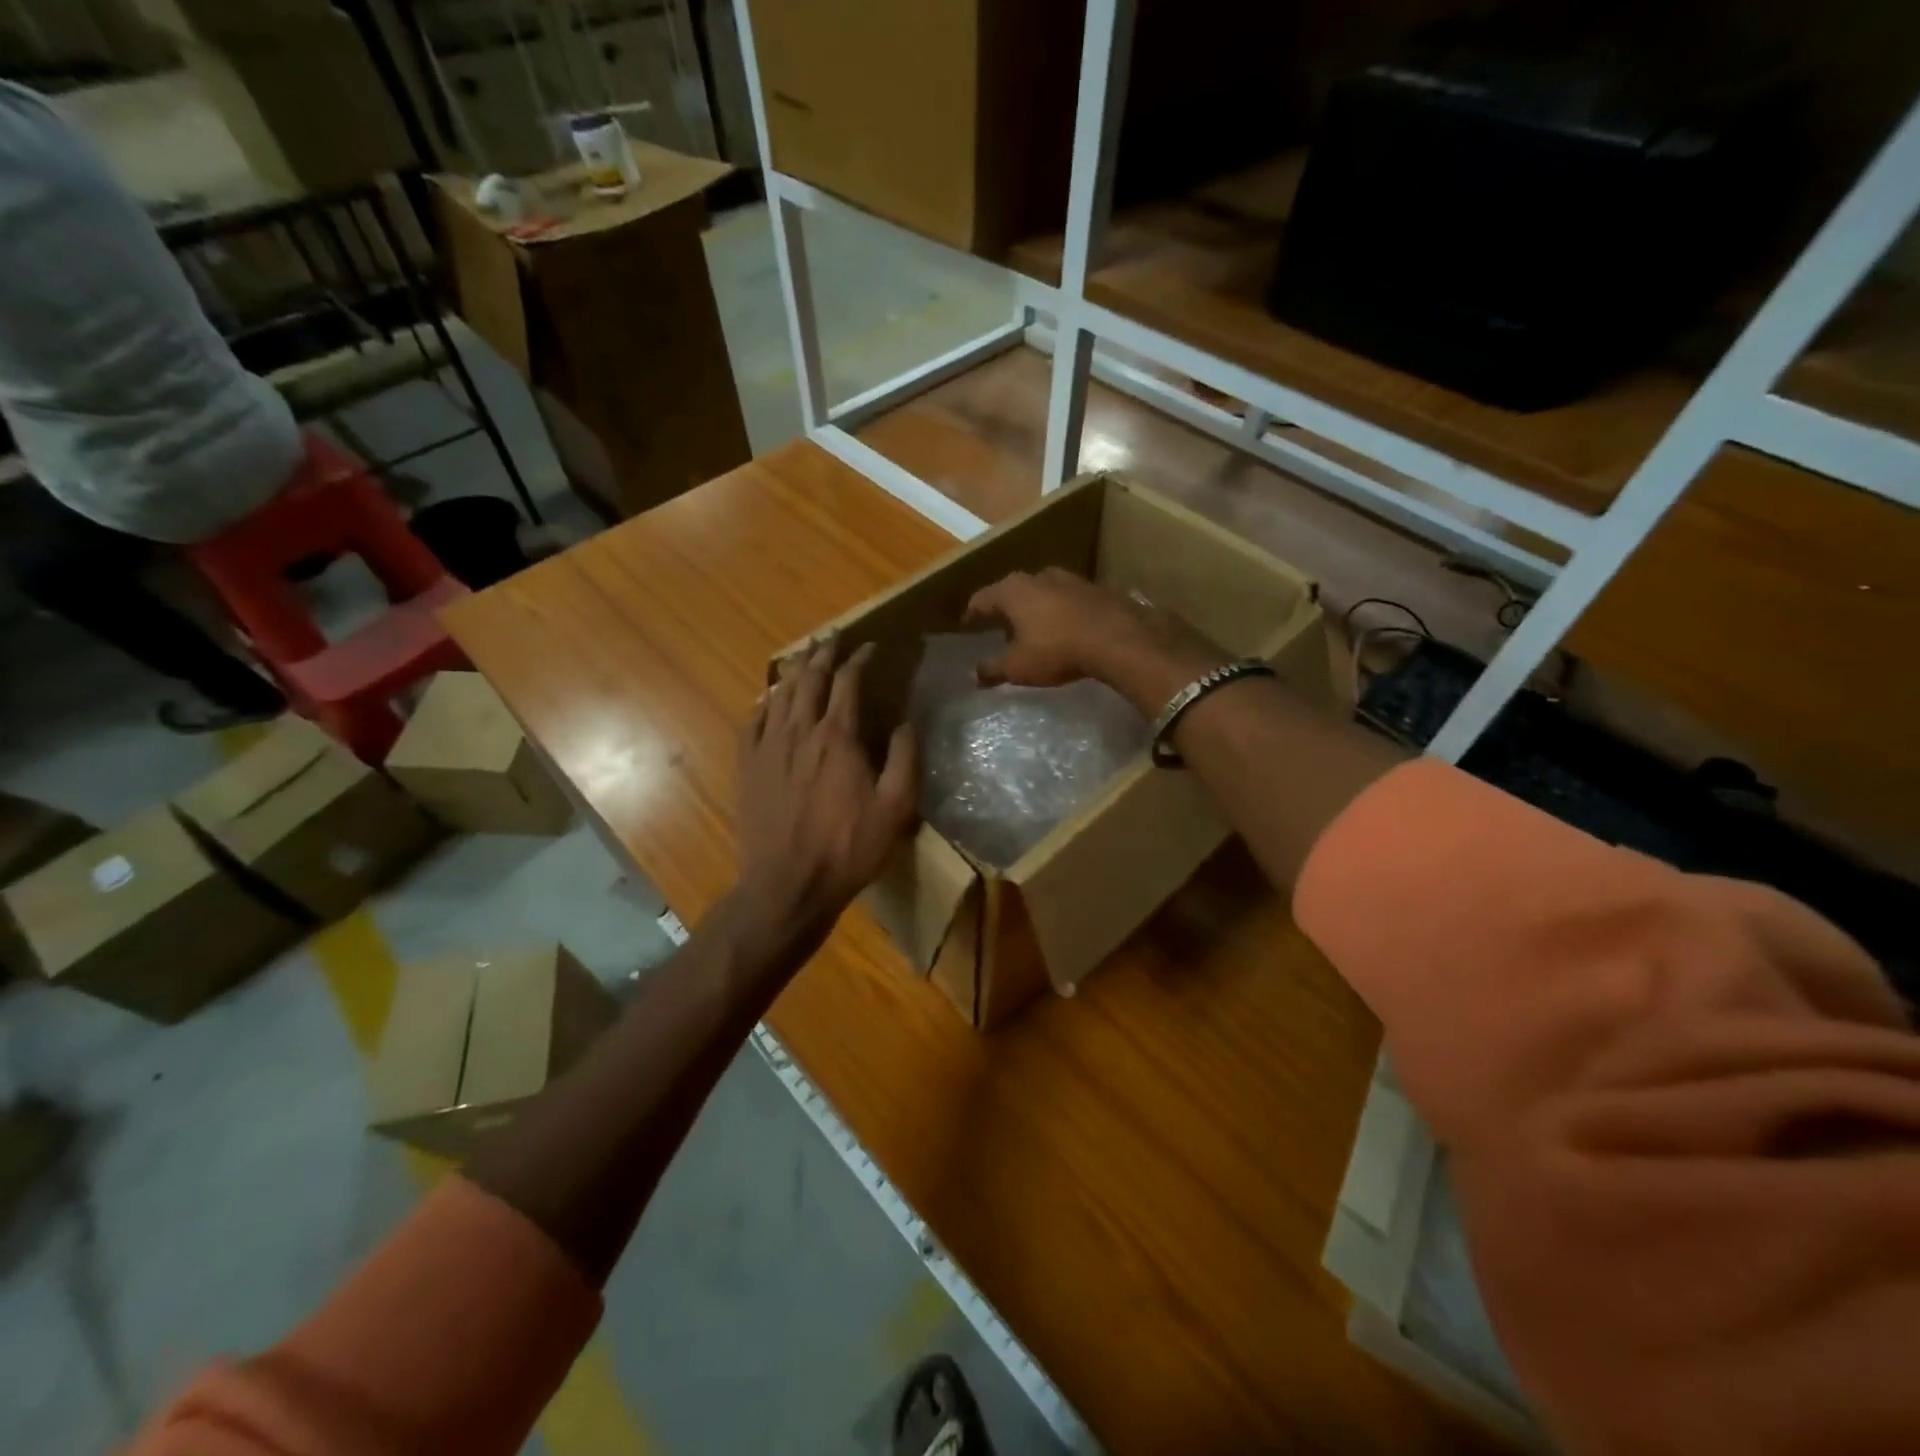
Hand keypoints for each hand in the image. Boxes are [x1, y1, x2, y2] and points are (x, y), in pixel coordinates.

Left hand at [735, 638, 918, 942]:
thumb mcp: (896, 808)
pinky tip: (767, 698)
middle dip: (824, 653)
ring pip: (780, 695)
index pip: (848, 682)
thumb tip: (906, 722)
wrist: (788, 884)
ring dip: (795, 671)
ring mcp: (768, 748)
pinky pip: (752, 722)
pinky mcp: (747, 767)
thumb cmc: (848, 848)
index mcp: (837, 738)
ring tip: (805, 656)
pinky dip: (763, 703)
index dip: (860, 659)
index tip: (871, 646)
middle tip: (834, 638)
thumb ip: (905, 759)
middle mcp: (799, 731)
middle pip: (810, 679)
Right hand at [964, 568, 1226, 714]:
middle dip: (1004, 608)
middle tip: (997, 625)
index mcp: (1012, 591)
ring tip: (1031, 626)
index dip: (972, 613)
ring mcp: (1069, 578)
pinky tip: (1062, 626)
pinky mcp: (1095, 588)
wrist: (1117, 639)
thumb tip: (975, 674)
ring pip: (1041, 591)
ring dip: (1033, 607)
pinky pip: (1066, 599)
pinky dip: (1058, 611)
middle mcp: (1037, 576)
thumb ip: (993, 668)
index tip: (967, 624)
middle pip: (1011, 590)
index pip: (981, 599)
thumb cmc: (1056, 650)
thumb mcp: (1018, 666)